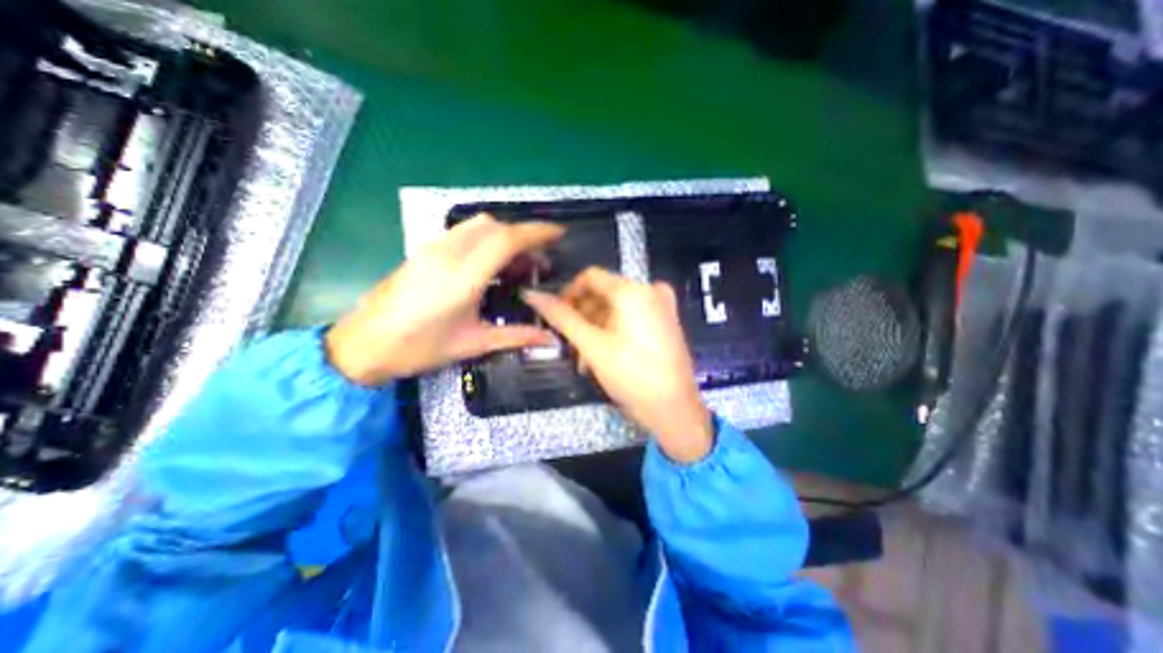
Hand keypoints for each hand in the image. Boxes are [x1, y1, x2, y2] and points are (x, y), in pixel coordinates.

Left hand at [325, 216, 566, 383]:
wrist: (364, 345)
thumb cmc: (419, 348)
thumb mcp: (473, 344)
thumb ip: (517, 337)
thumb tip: (551, 339)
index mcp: (462, 277)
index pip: (506, 240)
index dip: (536, 233)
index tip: (558, 234)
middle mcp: (447, 254)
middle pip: (494, 226)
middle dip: (523, 236)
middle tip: (539, 262)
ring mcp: (432, 248)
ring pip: (477, 225)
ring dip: (504, 236)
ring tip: (517, 264)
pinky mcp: (424, 250)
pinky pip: (463, 232)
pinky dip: (486, 239)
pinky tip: (491, 264)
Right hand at [525, 268, 708, 461]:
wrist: (675, 410)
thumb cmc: (631, 376)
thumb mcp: (592, 345)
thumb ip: (561, 317)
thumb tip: (532, 295)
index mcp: (633, 290)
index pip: (590, 277)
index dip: (568, 294)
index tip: (555, 317)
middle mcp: (650, 290)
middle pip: (603, 293)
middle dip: (581, 317)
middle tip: (568, 344)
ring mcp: (661, 306)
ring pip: (615, 308)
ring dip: (595, 329)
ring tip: (583, 359)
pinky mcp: (665, 322)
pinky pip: (631, 317)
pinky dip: (613, 331)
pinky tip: (603, 355)